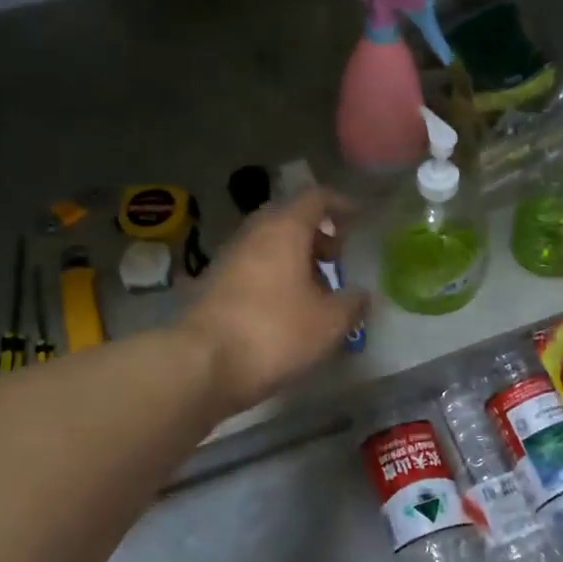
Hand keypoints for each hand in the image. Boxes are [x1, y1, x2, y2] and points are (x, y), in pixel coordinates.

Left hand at [179, 187, 368, 415]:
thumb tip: (361, 295)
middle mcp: (253, 233)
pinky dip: (273, 274)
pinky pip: (252, 266)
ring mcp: (228, 256)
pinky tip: (284, 307)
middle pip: (289, 218)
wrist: (201, 363)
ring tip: (315, 288)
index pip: (316, 198)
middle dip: (317, 234)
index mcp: (284, 228)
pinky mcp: (212, 283)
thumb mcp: (329, 323)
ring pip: (268, 243)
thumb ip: (352, 304)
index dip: (341, 204)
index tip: (359, 219)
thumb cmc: (274, 332)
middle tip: (337, 257)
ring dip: (294, 256)